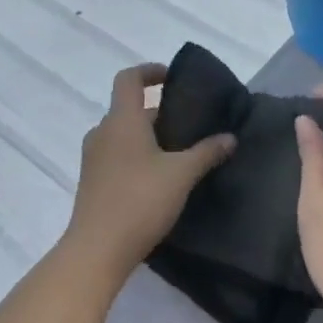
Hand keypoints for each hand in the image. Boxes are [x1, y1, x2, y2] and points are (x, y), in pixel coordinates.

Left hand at [65, 63, 235, 280]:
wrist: (96, 252)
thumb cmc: (140, 201)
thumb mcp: (182, 174)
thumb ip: (207, 152)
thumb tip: (230, 137)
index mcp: (122, 120)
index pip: (129, 78)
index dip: (150, 71)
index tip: (172, 78)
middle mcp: (103, 132)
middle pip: (129, 108)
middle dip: (158, 111)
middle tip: (188, 124)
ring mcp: (93, 159)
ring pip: (122, 133)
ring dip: (147, 136)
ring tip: (177, 153)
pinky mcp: (91, 182)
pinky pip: (116, 155)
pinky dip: (136, 155)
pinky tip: (158, 179)